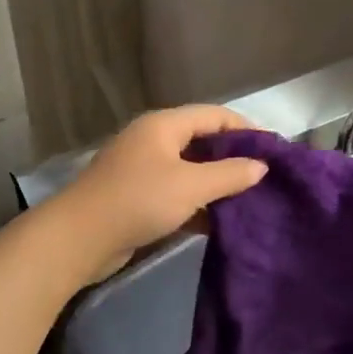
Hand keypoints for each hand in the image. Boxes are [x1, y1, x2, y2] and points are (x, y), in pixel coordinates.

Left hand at [56, 105, 267, 275]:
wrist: (79, 238)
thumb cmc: (138, 201)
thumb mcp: (191, 186)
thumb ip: (229, 174)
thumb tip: (261, 166)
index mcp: (164, 125)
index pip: (214, 115)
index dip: (245, 128)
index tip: (273, 150)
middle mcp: (152, 140)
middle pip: (201, 140)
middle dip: (232, 157)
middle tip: (263, 176)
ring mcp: (142, 169)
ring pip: (189, 169)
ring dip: (216, 183)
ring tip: (248, 200)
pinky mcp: (136, 196)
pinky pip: (175, 192)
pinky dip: (197, 202)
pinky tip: (218, 221)